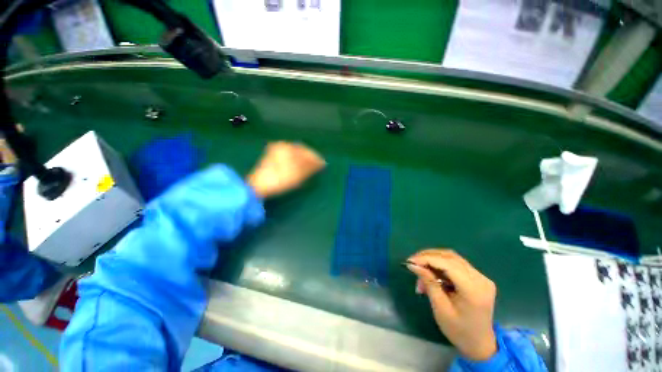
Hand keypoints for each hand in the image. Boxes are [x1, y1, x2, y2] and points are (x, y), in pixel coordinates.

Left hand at [247, 142, 325, 198]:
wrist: (258, 186)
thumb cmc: (280, 179)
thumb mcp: (298, 174)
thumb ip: (310, 166)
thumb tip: (321, 162)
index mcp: (288, 148)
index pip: (306, 151)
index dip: (315, 157)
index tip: (322, 164)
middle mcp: (281, 146)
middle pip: (300, 151)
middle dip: (309, 158)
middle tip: (317, 166)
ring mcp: (275, 151)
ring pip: (294, 154)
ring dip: (302, 160)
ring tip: (309, 168)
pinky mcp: (272, 157)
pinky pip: (287, 157)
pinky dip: (294, 161)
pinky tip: (298, 167)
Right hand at [406, 249, 497, 360]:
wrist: (479, 344)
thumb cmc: (458, 330)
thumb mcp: (440, 308)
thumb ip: (429, 283)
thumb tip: (413, 265)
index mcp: (473, 290)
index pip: (447, 264)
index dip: (427, 259)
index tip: (409, 261)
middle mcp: (480, 279)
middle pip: (450, 257)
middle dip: (428, 257)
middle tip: (413, 264)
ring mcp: (481, 277)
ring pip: (452, 258)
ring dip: (433, 260)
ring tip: (420, 270)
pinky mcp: (478, 277)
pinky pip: (456, 264)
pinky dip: (440, 265)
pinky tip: (431, 273)